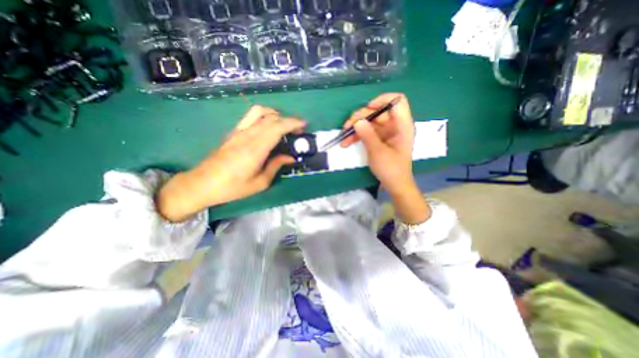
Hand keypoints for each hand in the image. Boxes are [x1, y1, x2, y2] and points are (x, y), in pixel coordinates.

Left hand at [153, 105, 303, 222]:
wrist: (202, 184)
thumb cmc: (233, 187)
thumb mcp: (260, 182)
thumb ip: (276, 166)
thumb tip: (290, 157)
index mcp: (255, 149)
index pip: (277, 127)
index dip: (292, 123)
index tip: (303, 125)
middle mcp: (247, 135)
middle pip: (271, 117)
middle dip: (288, 121)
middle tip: (297, 132)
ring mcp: (238, 131)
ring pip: (259, 112)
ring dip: (275, 115)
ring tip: (283, 126)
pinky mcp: (233, 132)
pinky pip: (251, 117)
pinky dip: (264, 117)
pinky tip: (268, 129)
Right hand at [342, 92, 430, 223]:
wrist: (394, 184)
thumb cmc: (391, 169)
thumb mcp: (378, 152)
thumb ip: (368, 135)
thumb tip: (357, 121)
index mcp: (402, 125)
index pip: (397, 101)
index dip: (383, 100)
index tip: (368, 109)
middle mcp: (395, 125)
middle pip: (377, 112)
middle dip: (361, 117)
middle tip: (347, 126)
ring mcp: (386, 132)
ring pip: (369, 122)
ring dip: (355, 127)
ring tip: (344, 136)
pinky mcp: (379, 139)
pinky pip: (367, 132)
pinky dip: (357, 135)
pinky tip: (346, 142)